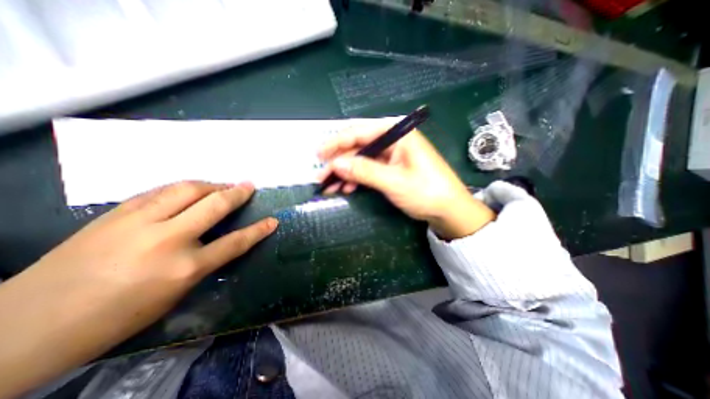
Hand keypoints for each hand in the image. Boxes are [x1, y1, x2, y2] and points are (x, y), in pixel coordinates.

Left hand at [1, 180, 276, 398]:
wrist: (27, 325)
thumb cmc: (117, 317)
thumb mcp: (175, 294)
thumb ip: (203, 262)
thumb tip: (218, 239)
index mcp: (185, 268)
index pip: (235, 242)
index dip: (258, 230)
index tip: (272, 221)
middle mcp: (168, 239)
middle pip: (214, 205)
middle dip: (236, 193)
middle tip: (249, 185)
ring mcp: (139, 222)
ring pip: (187, 189)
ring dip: (211, 184)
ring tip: (222, 185)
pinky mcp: (117, 213)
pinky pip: (161, 191)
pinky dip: (182, 187)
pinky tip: (190, 189)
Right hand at [318, 122, 495, 238]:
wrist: (449, 210)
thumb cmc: (426, 192)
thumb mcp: (393, 182)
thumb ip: (364, 171)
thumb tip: (335, 164)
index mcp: (398, 133)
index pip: (360, 132)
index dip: (337, 143)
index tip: (319, 155)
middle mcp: (393, 140)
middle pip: (359, 146)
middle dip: (339, 162)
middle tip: (321, 176)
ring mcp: (392, 155)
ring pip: (361, 160)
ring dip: (345, 173)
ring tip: (330, 186)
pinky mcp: (392, 168)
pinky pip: (369, 169)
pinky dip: (356, 179)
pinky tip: (347, 188)